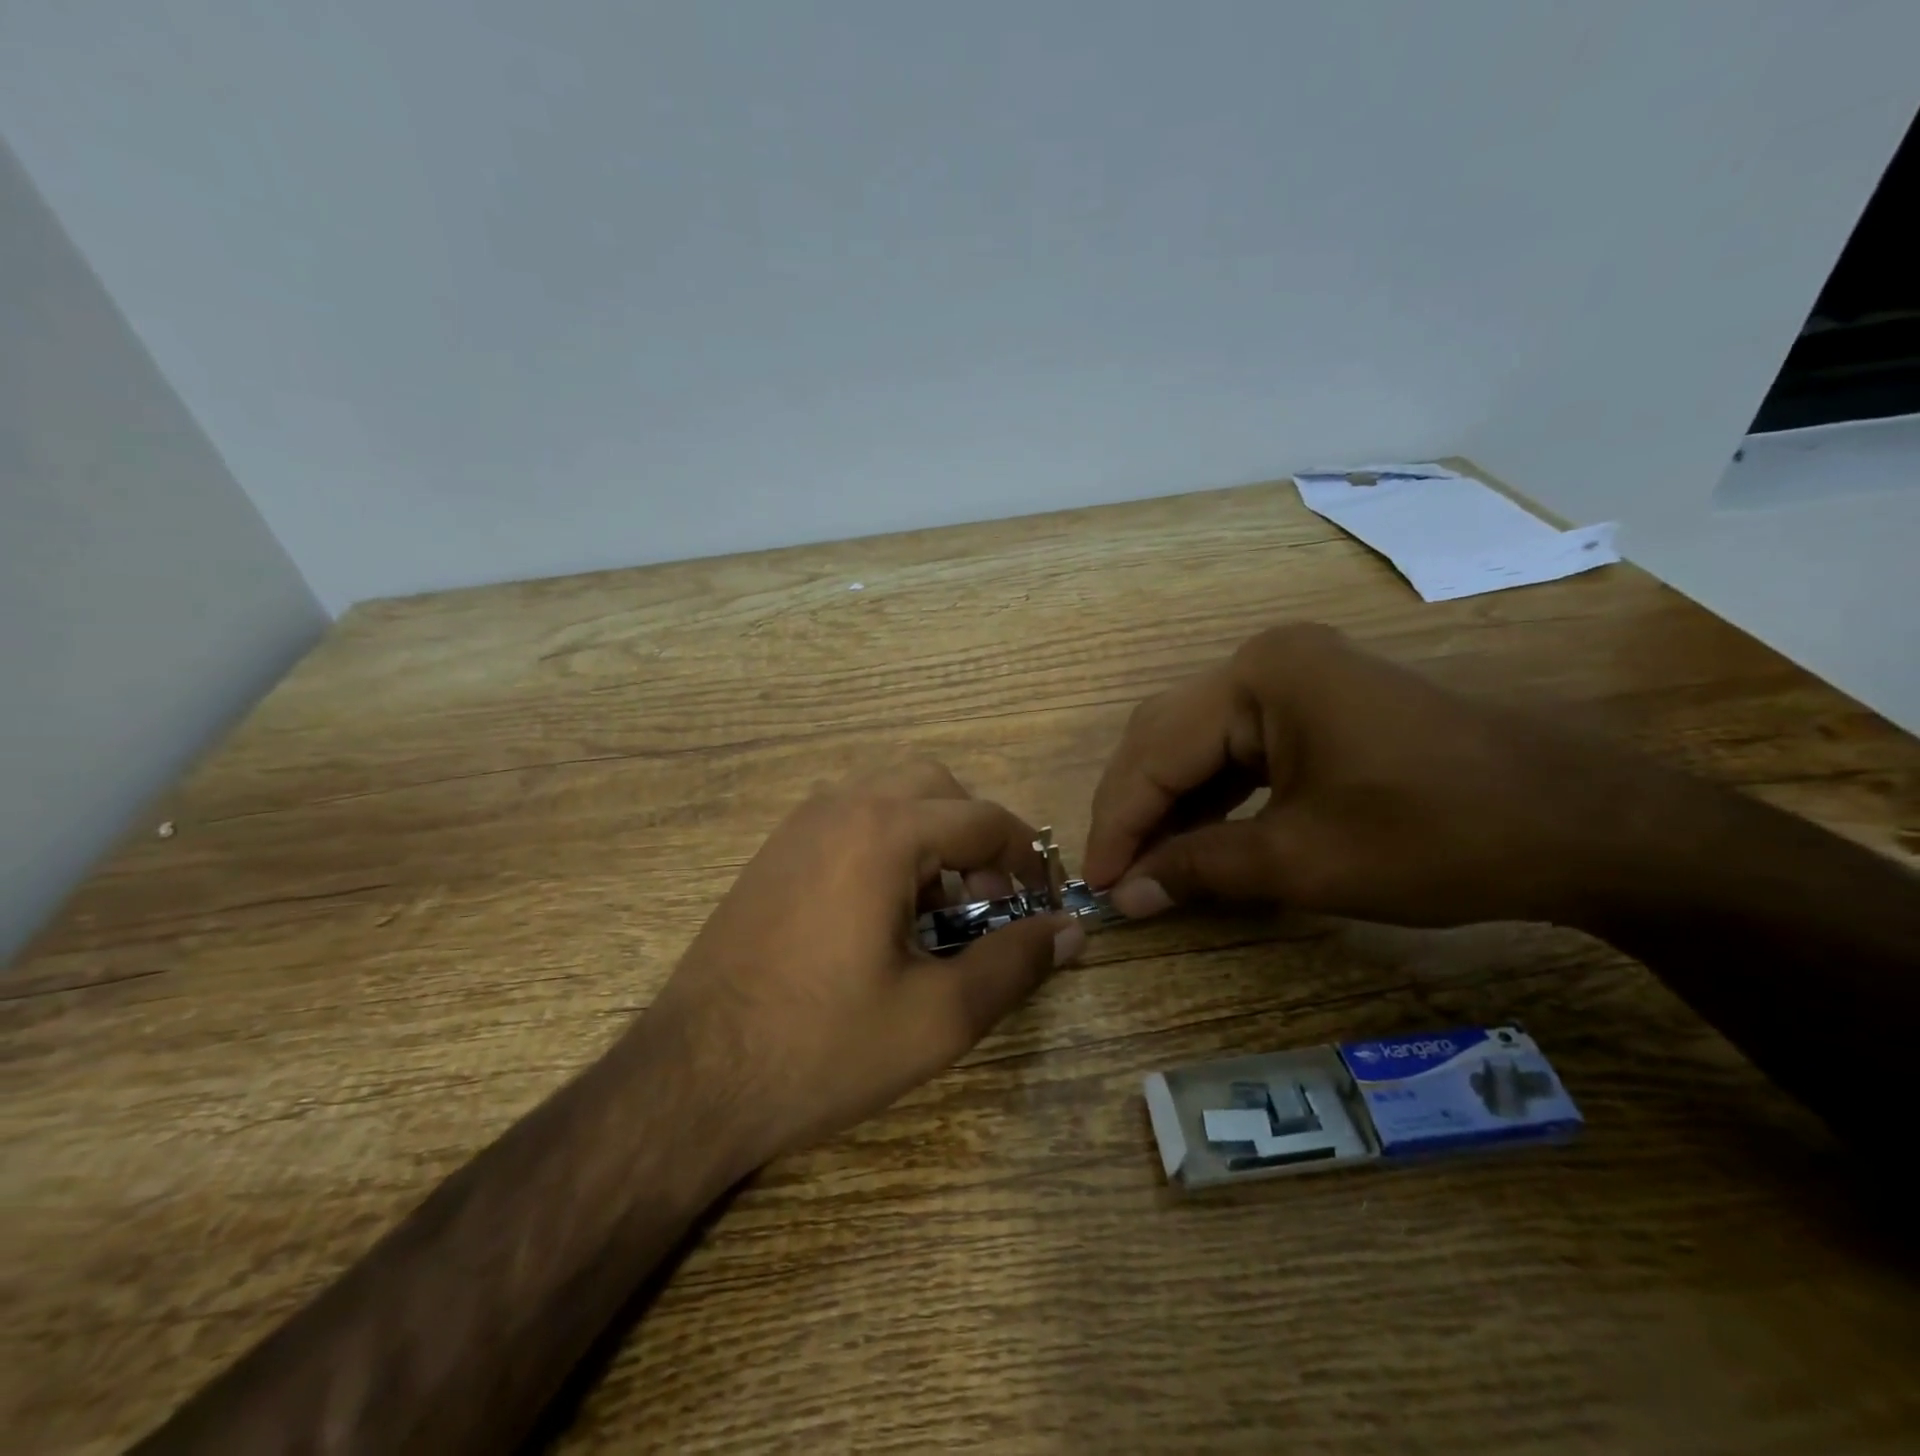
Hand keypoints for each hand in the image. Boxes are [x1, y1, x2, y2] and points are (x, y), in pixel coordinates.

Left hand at [650, 759, 1082, 1172]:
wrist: (691, 1079)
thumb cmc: (822, 1047)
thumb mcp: (938, 1016)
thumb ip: (1015, 962)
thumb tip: (1072, 929)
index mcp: (885, 830)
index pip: (984, 818)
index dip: (1029, 858)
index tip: (1045, 904)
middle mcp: (840, 806)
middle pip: (936, 786)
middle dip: (976, 834)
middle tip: (988, 900)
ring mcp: (798, 825)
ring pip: (888, 794)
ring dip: (929, 834)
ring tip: (936, 908)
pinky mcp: (773, 851)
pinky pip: (849, 817)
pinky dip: (885, 841)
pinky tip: (881, 911)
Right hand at [1084, 623, 1672, 928]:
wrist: (1588, 825)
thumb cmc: (1441, 836)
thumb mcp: (1305, 861)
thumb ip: (1201, 870)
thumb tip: (1126, 896)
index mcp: (1259, 676)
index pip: (1155, 751)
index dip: (1118, 823)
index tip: (1095, 887)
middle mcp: (1266, 660)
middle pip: (1166, 736)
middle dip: (1135, 809)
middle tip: (1116, 878)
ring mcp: (1295, 677)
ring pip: (1197, 743)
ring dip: (1168, 805)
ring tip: (1148, 867)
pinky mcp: (1317, 705)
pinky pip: (1238, 749)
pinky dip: (1211, 797)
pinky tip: (1198, 839)